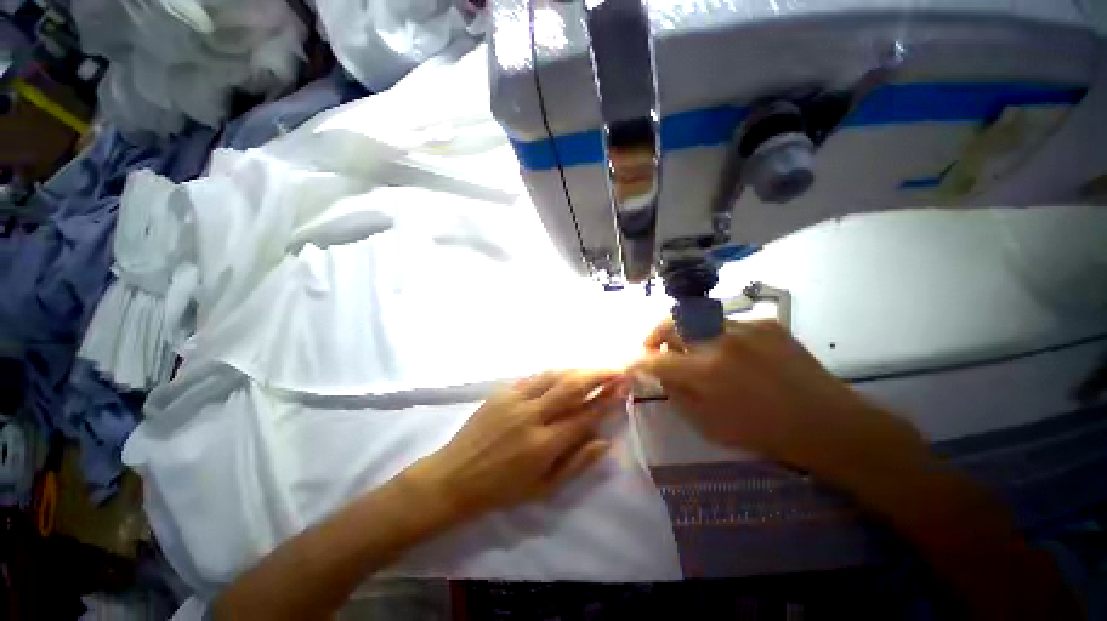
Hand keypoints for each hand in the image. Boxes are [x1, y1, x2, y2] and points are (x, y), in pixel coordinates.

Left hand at [411, 370, 626, 520]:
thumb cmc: (501, 490)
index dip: (607, 401)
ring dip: (578, 370)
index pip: (584, 415)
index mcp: (544, 444)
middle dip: (598, 376)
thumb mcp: (543, 489)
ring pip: (554, 376)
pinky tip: (564, 373)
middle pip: (571, 387)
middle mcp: (532, 416)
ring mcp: (515, 400)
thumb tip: (604, 441)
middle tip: (615, 370)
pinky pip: (534, 377)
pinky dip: (554, 373)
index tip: (622, 390)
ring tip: (594, 370)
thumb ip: (577, 464)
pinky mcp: (502, 392)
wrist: (454, 476)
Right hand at [632, 319, 928, 478]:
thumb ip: (676, 395)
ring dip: (682, 331)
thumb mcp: (708, 426)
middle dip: (653, 334)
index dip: (636, 361)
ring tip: (687, 347)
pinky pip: (725, 323)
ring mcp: (745, 327)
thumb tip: (659, 374)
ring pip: (696, 318)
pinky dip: (715, 334)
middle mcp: (720, 341)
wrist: (827, 424)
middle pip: (670, 323)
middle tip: (653, 347)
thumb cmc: (763, 433)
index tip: (629, 363)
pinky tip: (727, 351)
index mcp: (705, 371)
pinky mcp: (765, 323)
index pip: (655, 359)